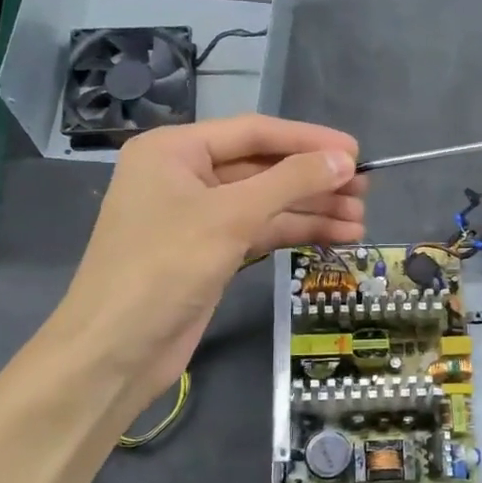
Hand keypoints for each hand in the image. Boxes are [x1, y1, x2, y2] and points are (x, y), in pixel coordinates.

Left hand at [56, 115, 363, 411]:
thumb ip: (290, 181)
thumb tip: (344, 158)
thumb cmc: (164, 267)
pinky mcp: (208, 252)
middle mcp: (184, 176)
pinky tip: (333, 237)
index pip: (253, 132)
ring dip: (311, 210)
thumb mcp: (231, 216)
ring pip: (264, 203)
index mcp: (174, 150)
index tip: (356, 151)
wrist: (116, 350)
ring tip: (360, 222)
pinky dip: (293, 233)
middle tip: (365, 192)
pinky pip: (258, 231)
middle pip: (262, 168)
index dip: (308, 140)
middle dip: (314, 180)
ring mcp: (196, 217)